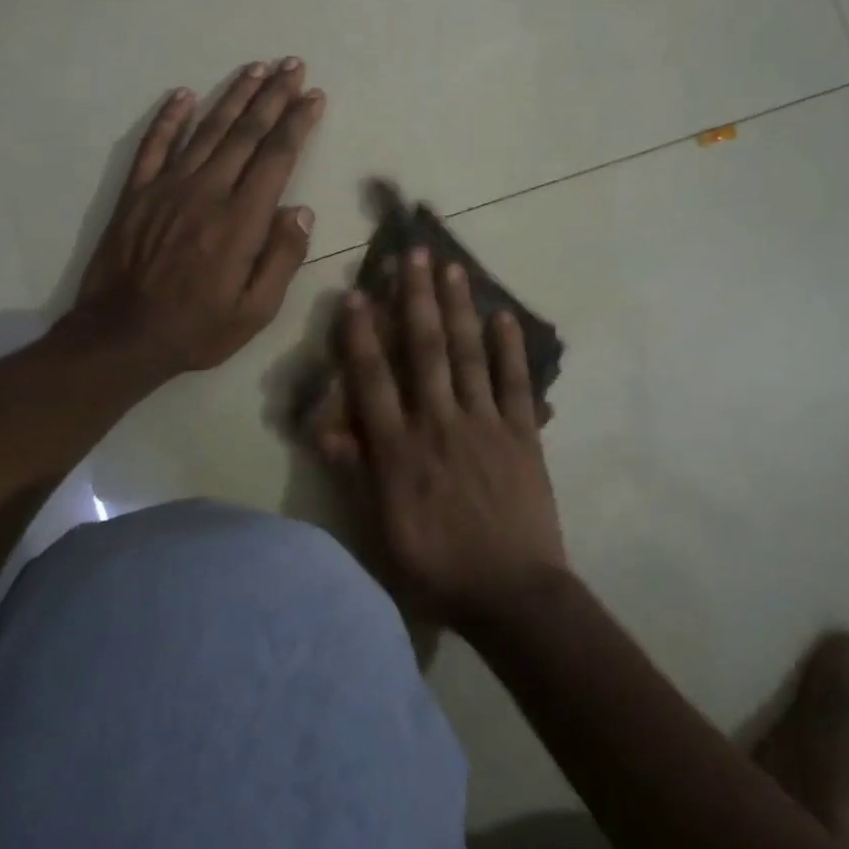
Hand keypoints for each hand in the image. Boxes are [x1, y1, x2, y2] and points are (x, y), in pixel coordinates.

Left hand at [68, 58, 323, 377]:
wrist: (121, 337)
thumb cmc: (198, 329)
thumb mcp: (255, 311)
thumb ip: (282, 258)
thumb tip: (301, 211)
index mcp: (240, 221)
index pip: (276, 158)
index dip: (298, 123)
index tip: (314, 96)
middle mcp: (206, 192)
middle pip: (245, 133)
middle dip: (273, 96)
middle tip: (293, 64)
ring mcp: (167, 188)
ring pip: (206, 130)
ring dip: (233, 96)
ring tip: (256, 68)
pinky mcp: (136, 193)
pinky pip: (154, 145)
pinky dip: (169, 117)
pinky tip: (184, 94)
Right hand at [326, 247, 566, 626]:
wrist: (511, 595)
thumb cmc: (437, 567)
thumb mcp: (380, 531)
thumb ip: (355, 473)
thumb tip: (325, 427)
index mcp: (400, 448)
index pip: (374, 378)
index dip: (361, 334)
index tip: (356, 293)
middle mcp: (440, 422)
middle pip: (425, 349)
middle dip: (416, 298)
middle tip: (414, 253)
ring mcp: (485, 424)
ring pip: (468, 354)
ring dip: (459, 308)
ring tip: (454, 267)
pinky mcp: (522, 434)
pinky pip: (515, 383)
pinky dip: (510, 348)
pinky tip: (504, 316)